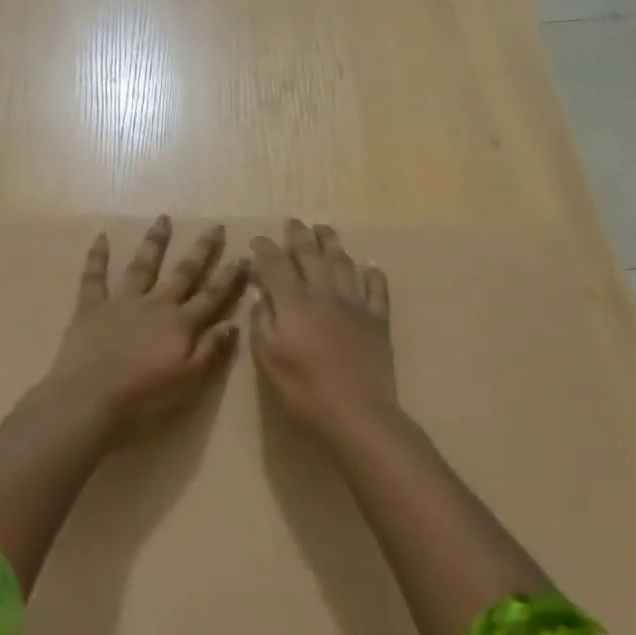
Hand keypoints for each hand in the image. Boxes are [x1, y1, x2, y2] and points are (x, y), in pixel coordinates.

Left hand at [46, 216, 247, 441]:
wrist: (89, 398)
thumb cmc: (143, 397)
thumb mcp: (188, 381)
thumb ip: (210, 350)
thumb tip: (233, 323)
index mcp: (180, 325)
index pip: (211, 296)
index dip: (229, 278)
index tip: (243, 256)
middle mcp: (155, 305)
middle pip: (182, 273)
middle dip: (201, 250)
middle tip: (214, 226)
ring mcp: (121, 302)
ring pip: (142, 266)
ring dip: (154, 242)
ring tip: (163, 218)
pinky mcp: (91, 307)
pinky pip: (94, 277)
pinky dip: (97, 256)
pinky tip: (101, 236)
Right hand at [249, 220, 398, 440]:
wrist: (358, 413)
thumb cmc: (304, 390)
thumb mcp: (269, 359)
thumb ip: (262, 322)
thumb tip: (261, 295)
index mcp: (294, 303)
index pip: (276, 265)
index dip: (265, 249)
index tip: (257, 240)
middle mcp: (324, 294)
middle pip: (311, 255)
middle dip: (299, 235)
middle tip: (293, 222)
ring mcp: (355, 305)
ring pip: (344, 264)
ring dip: (332, 243)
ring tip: (325, 229)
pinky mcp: (378, 320)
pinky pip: (377, 289)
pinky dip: (373, 273)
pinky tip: (370, 264)